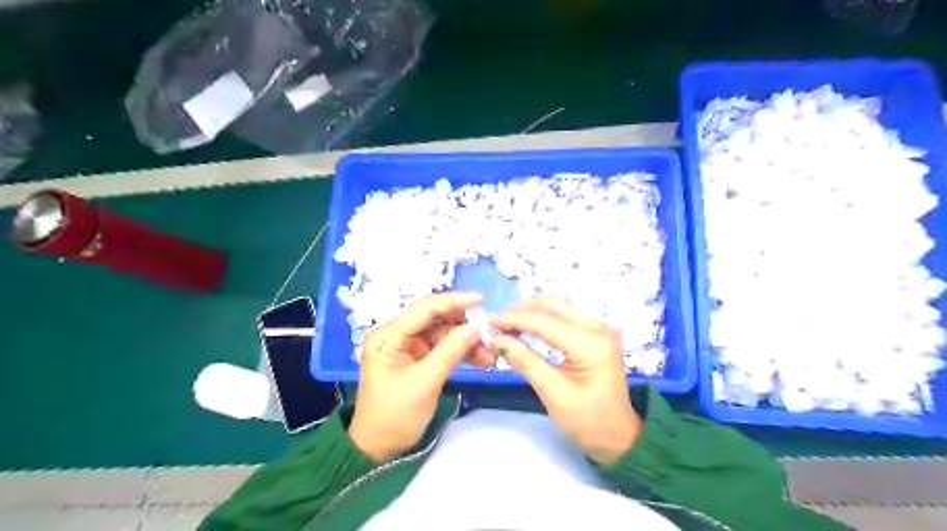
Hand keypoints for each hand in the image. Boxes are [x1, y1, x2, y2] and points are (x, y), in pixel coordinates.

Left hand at [346, 292, 495, 461]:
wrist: (379, 449)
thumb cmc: (395, 415)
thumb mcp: (425, 382)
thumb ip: (451, 351)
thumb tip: (477, 327)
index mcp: (389, 335)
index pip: (424, 309)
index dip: (453, 301)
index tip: (481, 300)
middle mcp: (397, 335)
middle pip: (436, 320)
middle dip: (464, 326)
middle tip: (491, 334)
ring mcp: (409, 347)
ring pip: (444, 334)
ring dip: (467, 342)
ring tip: (490, 355)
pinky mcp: (418, 359)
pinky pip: (444, 348)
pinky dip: (461, 353)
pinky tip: (480, 360)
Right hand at [487, 298, 644, 461]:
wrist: (618, 436)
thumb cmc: (587, 421)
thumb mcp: (552, 393)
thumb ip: (525, 361)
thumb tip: (496, 339)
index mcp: (591, 344)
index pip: (544, 321)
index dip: (512, 319)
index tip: (486, 322)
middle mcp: (598, 327)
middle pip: (552, 305)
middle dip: (520, 311)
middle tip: (495, 324)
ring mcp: (600, 327)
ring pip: (557, 307)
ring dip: (530, 312)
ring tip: (506, 326)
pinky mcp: (596, 332)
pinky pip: (564, 316)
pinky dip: (542, 318)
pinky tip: (526, 328)